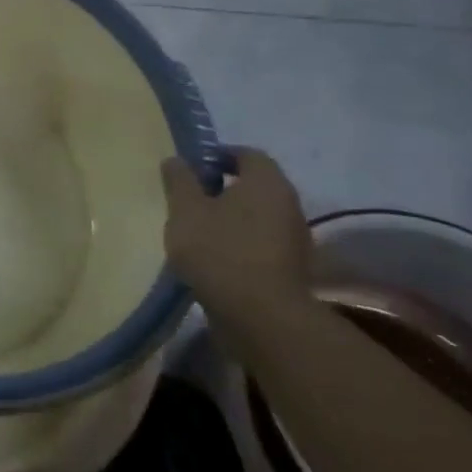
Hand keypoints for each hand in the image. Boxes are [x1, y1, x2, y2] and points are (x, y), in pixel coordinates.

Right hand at [161, 148, 313, 322]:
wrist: (260, 317)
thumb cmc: (219, 250)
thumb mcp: (185, 210)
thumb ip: (179, 181)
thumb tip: (176, 160)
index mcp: (267, 182)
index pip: (247, 154)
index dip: (219, 156)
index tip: (192, 168)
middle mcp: (289, 204)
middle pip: (255, 186)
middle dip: (223, 188)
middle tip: (191, 199)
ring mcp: (295, 239)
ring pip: (259, 216)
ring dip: (232, 218)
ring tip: (199, 231)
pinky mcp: (291, 269)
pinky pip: (262, 243)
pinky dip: (241, 243)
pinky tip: (215, 258)